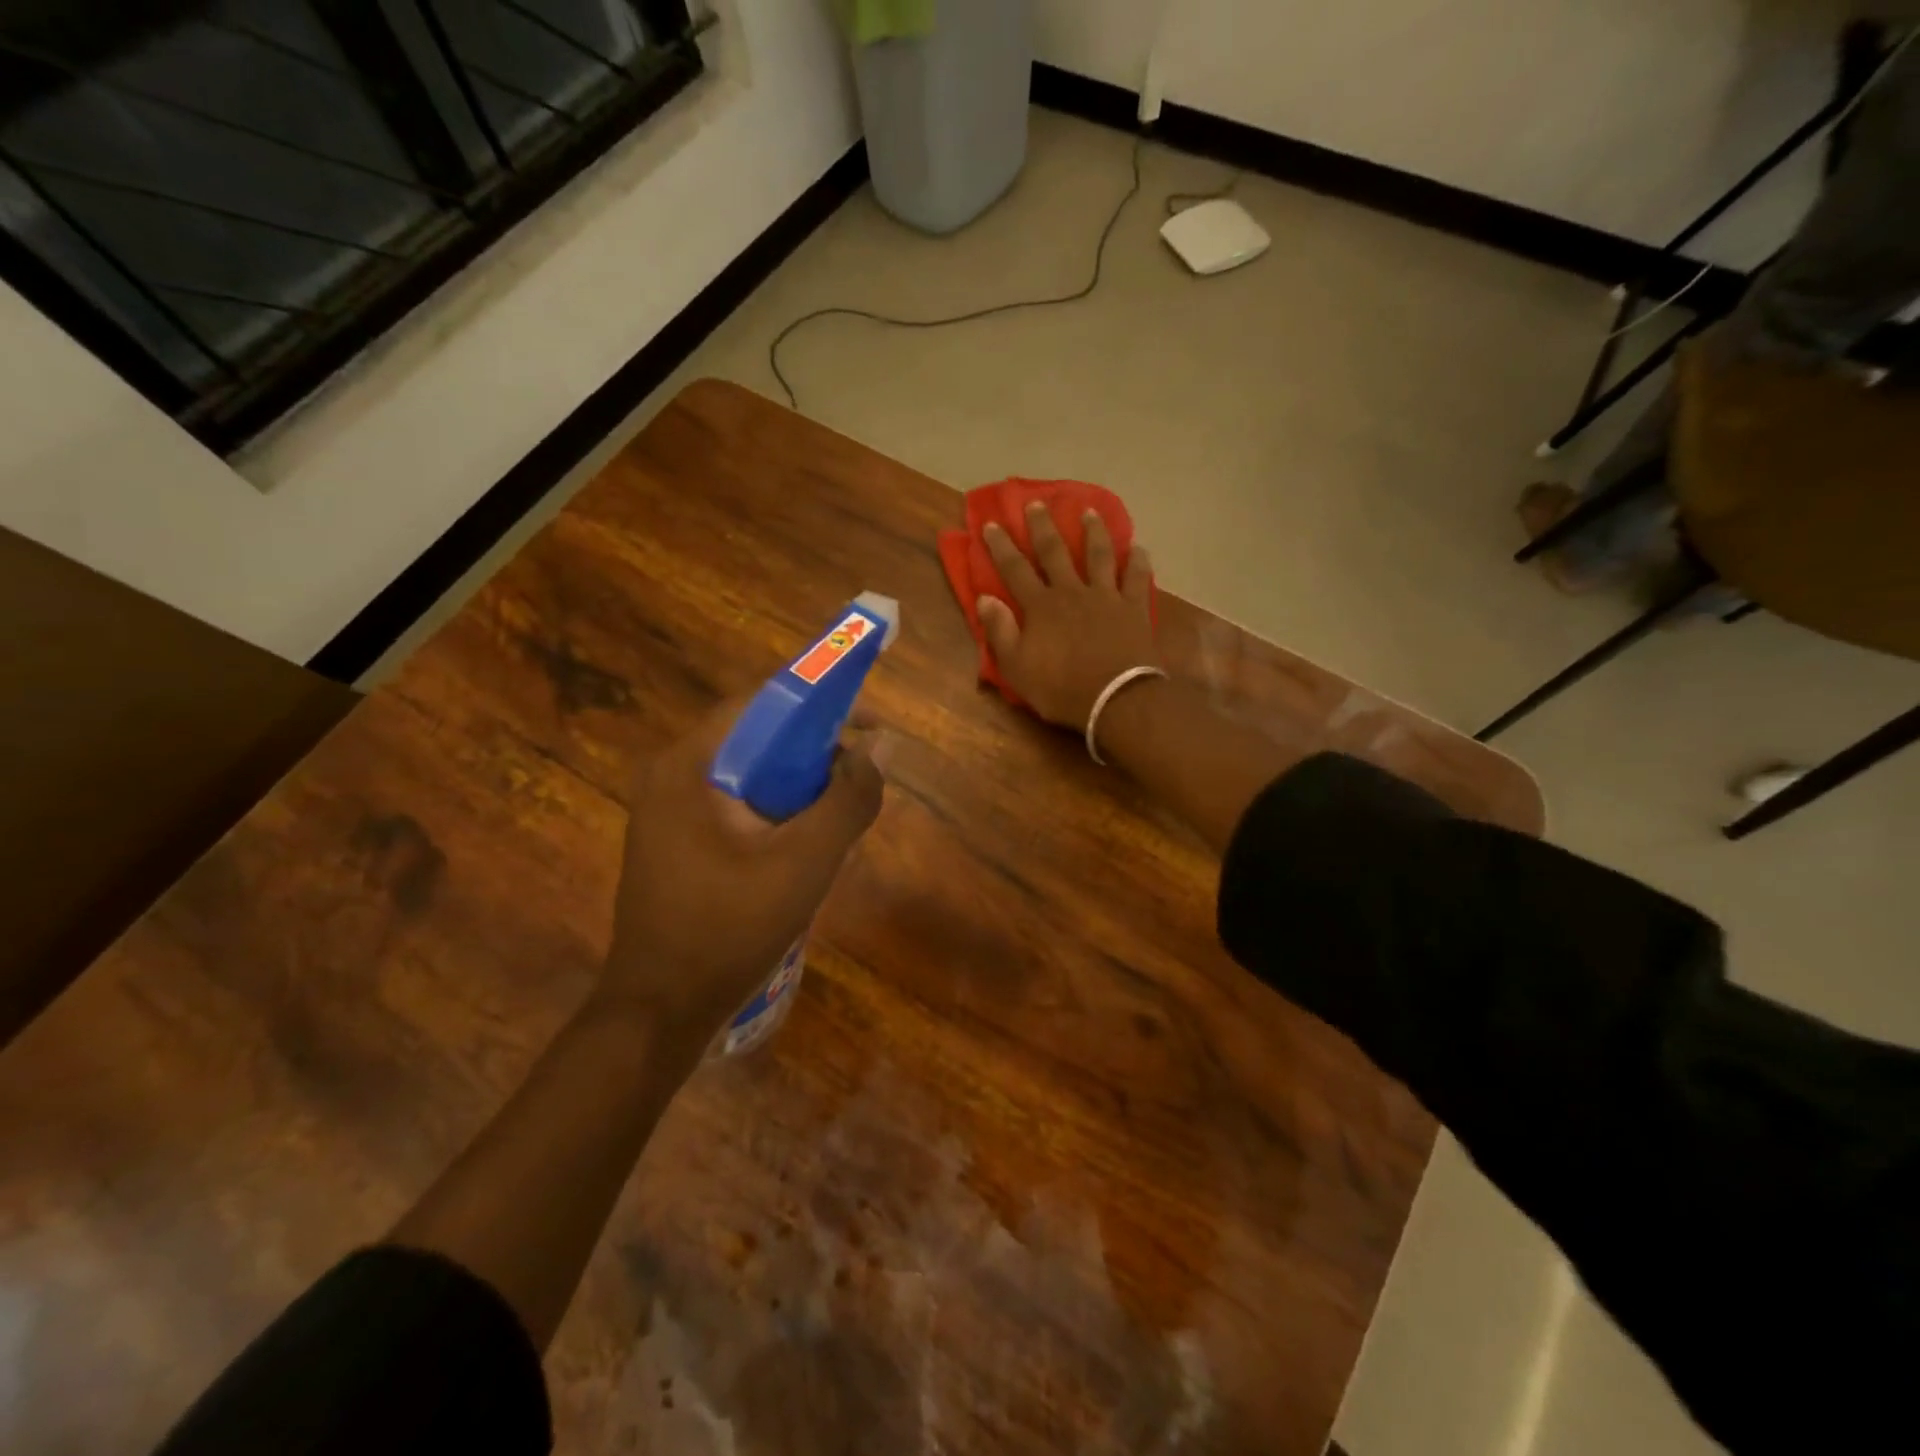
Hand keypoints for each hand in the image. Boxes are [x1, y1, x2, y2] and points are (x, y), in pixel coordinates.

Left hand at [600, 697, 883, 1042]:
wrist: (659, 1013)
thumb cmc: (729, 930)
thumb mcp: (805, 863)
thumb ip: (848, 800)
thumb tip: (875, 749)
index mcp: (688, 765)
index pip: (762, 703)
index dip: (821, 704)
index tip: (868, 726)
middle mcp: (671, 776)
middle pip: (757, 740)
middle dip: (815, 756)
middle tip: (859, 782)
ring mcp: (669, 811)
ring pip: (751, 777)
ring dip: (800, 790)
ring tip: (838, 824)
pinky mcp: (677, 842)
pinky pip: (737, 808)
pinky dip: (777, 816)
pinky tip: (805, 853)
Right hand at [979, 502, 1157, 728]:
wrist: (1116, 698)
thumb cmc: (1061, 688)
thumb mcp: (1017, 668)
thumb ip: (1000, 632)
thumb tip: (984, 599)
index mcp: (1041, 606)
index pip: (1015, 570)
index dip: (1001, 547)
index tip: (993, 524)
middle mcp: (1072, 592)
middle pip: (1055, 552)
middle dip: (1043, 527)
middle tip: (1037, 503)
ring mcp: (1106, 597)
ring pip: (1098, 555)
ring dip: (1093, 531)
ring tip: (1089, 511)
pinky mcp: (1133, 608)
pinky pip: (1136, 578)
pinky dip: (1137, 561)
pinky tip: (1138, 547)